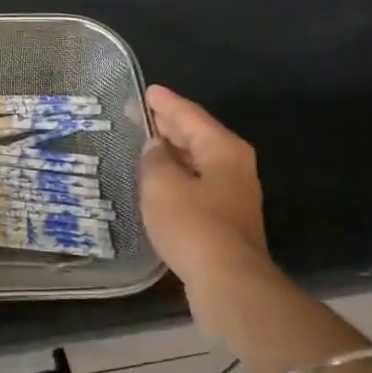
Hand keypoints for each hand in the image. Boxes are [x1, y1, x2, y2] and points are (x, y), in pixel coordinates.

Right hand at [139, 86, 274, 302]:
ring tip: (143, 144)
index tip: (146, 91)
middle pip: (197, 135)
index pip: (189, 114)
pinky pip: (196, 183)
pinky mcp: (225, 219)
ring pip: (197, 161)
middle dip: (168, 125)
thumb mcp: (161, 184)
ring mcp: (233, 193)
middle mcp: (234, 165)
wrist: (227, 281)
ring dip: (171, 152)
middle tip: (138, 115)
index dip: (165, 102)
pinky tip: (158, 181)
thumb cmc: (193, 224)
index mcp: (222, 148)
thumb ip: (154, 159)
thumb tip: (155, 148)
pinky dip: (177, 176)